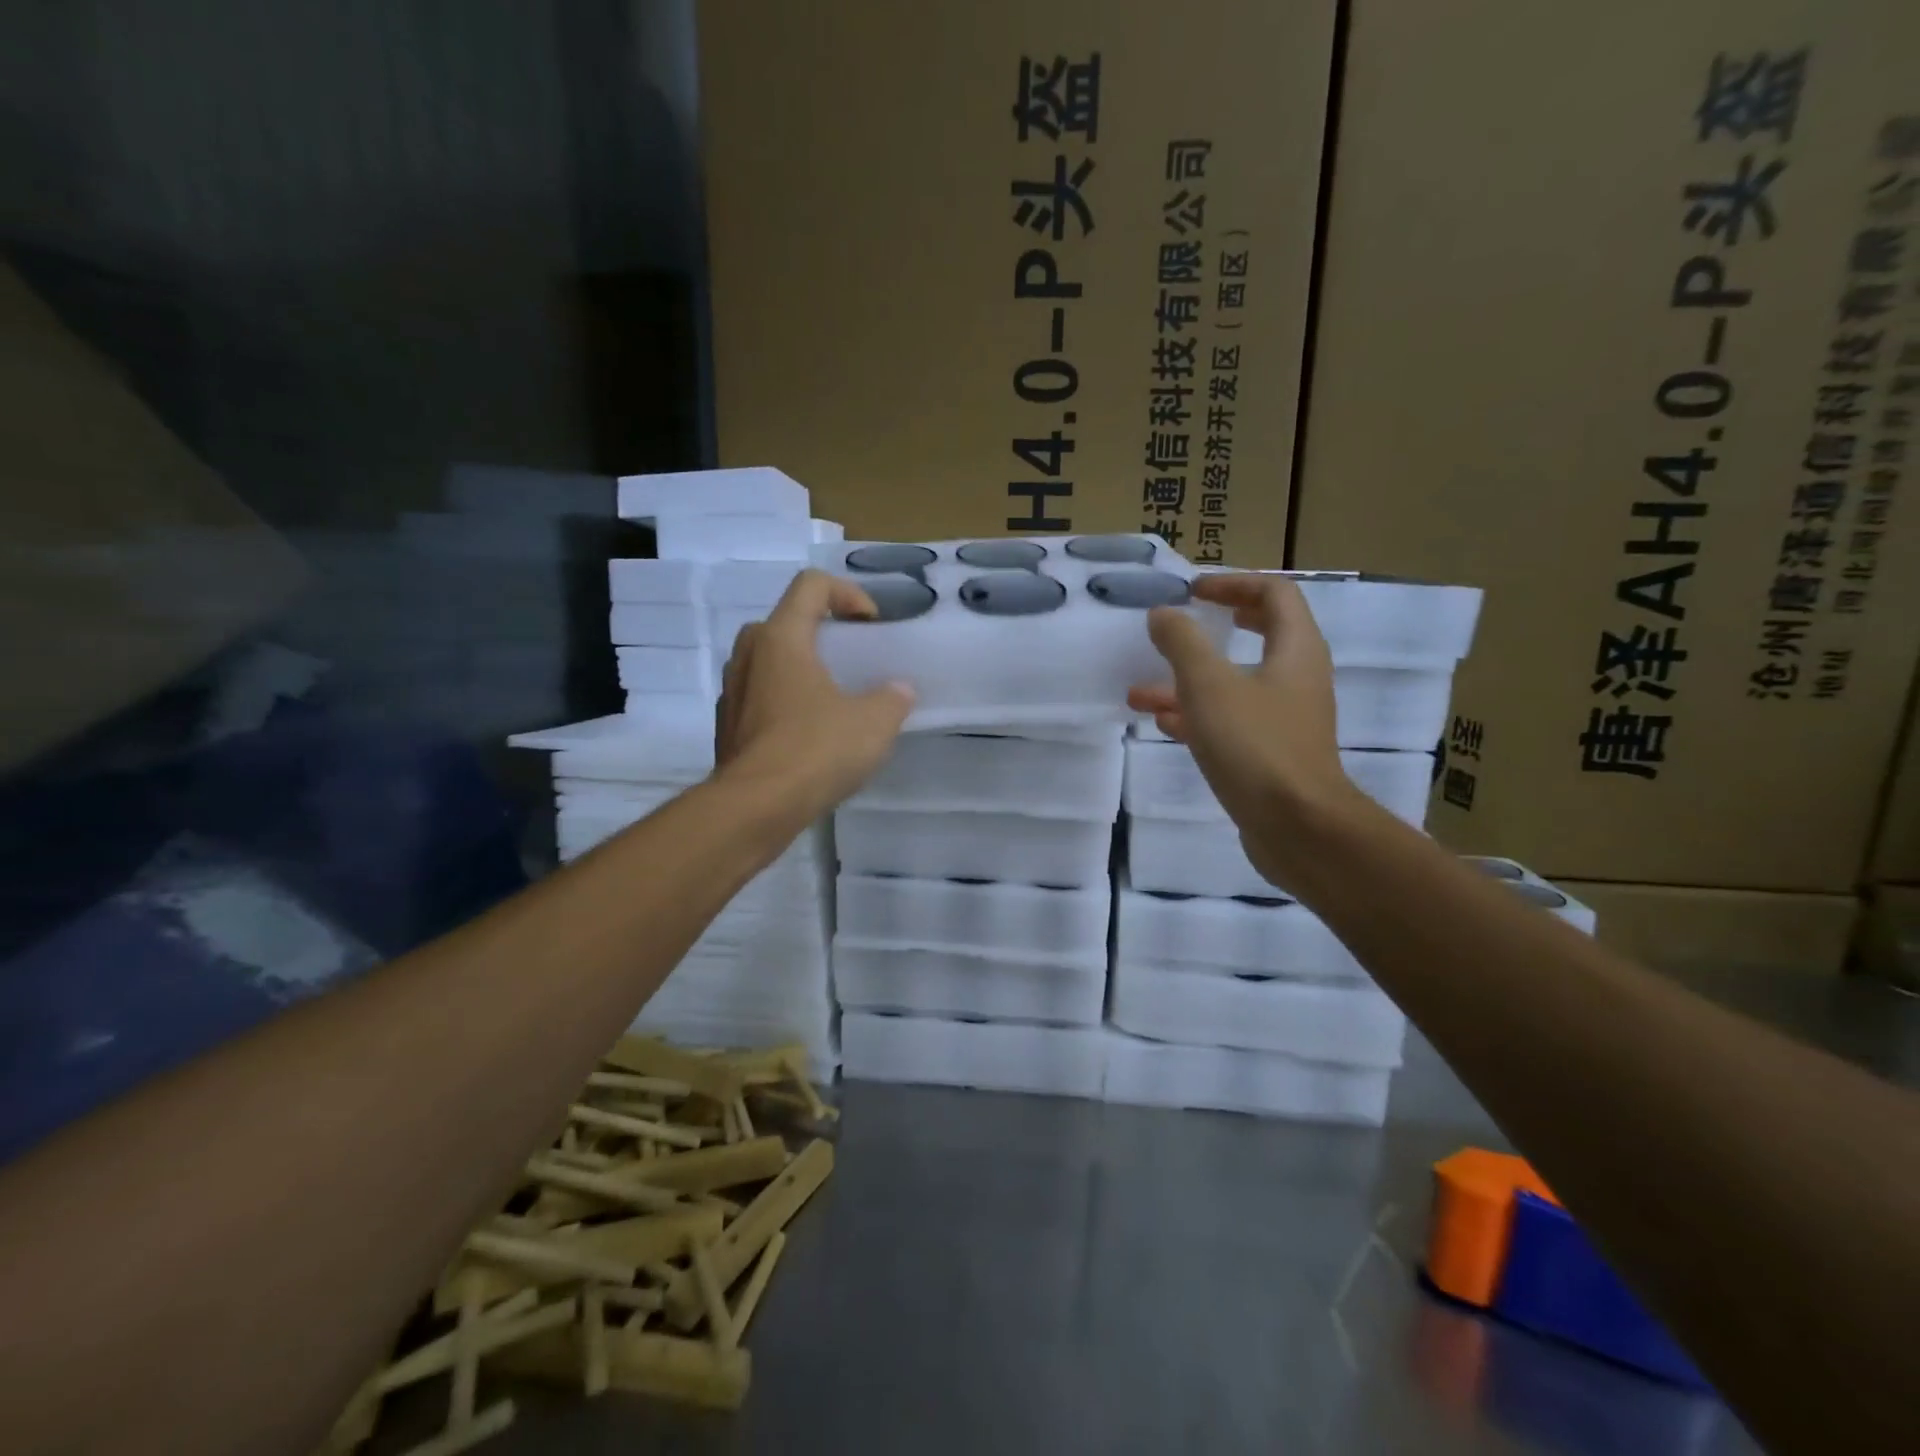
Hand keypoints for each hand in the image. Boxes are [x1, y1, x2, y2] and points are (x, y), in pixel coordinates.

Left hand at [715, 569, 914, 818]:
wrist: (755, 807)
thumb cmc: (815, 750)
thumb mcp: (873, 723)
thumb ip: (892, 699)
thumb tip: (898, 691)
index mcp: (781, 638)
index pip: (811, 585)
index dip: (847, 594)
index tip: (871, 626)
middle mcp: (749, 654)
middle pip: (787, 621)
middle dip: (823, 633)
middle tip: (851, 661)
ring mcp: (732, 691)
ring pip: (770, 661)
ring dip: (803, 669)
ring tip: (834, 700)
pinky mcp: (727, 726)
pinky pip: (761, 697)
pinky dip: (786, 702)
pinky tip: (809, 736)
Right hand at [1127, 573, 1365, 890]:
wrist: (1298, 827)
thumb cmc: (1256, 745)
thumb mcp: (1209, 685)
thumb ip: (1183, 643)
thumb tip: (1164, 614)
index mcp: (1295, 650)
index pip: (1274, 594)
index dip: (1233, 584)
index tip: (1193, 592)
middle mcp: (1296, 678)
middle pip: (1261, 634)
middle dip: (1217, 626)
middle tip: (1185, 622)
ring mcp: (1285, 718)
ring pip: (1236, 683)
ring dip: (1190, 680)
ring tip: (1141, 689)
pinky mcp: (1270, 753)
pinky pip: (1231, 720)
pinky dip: (1197, 714)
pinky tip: (1162, 722)